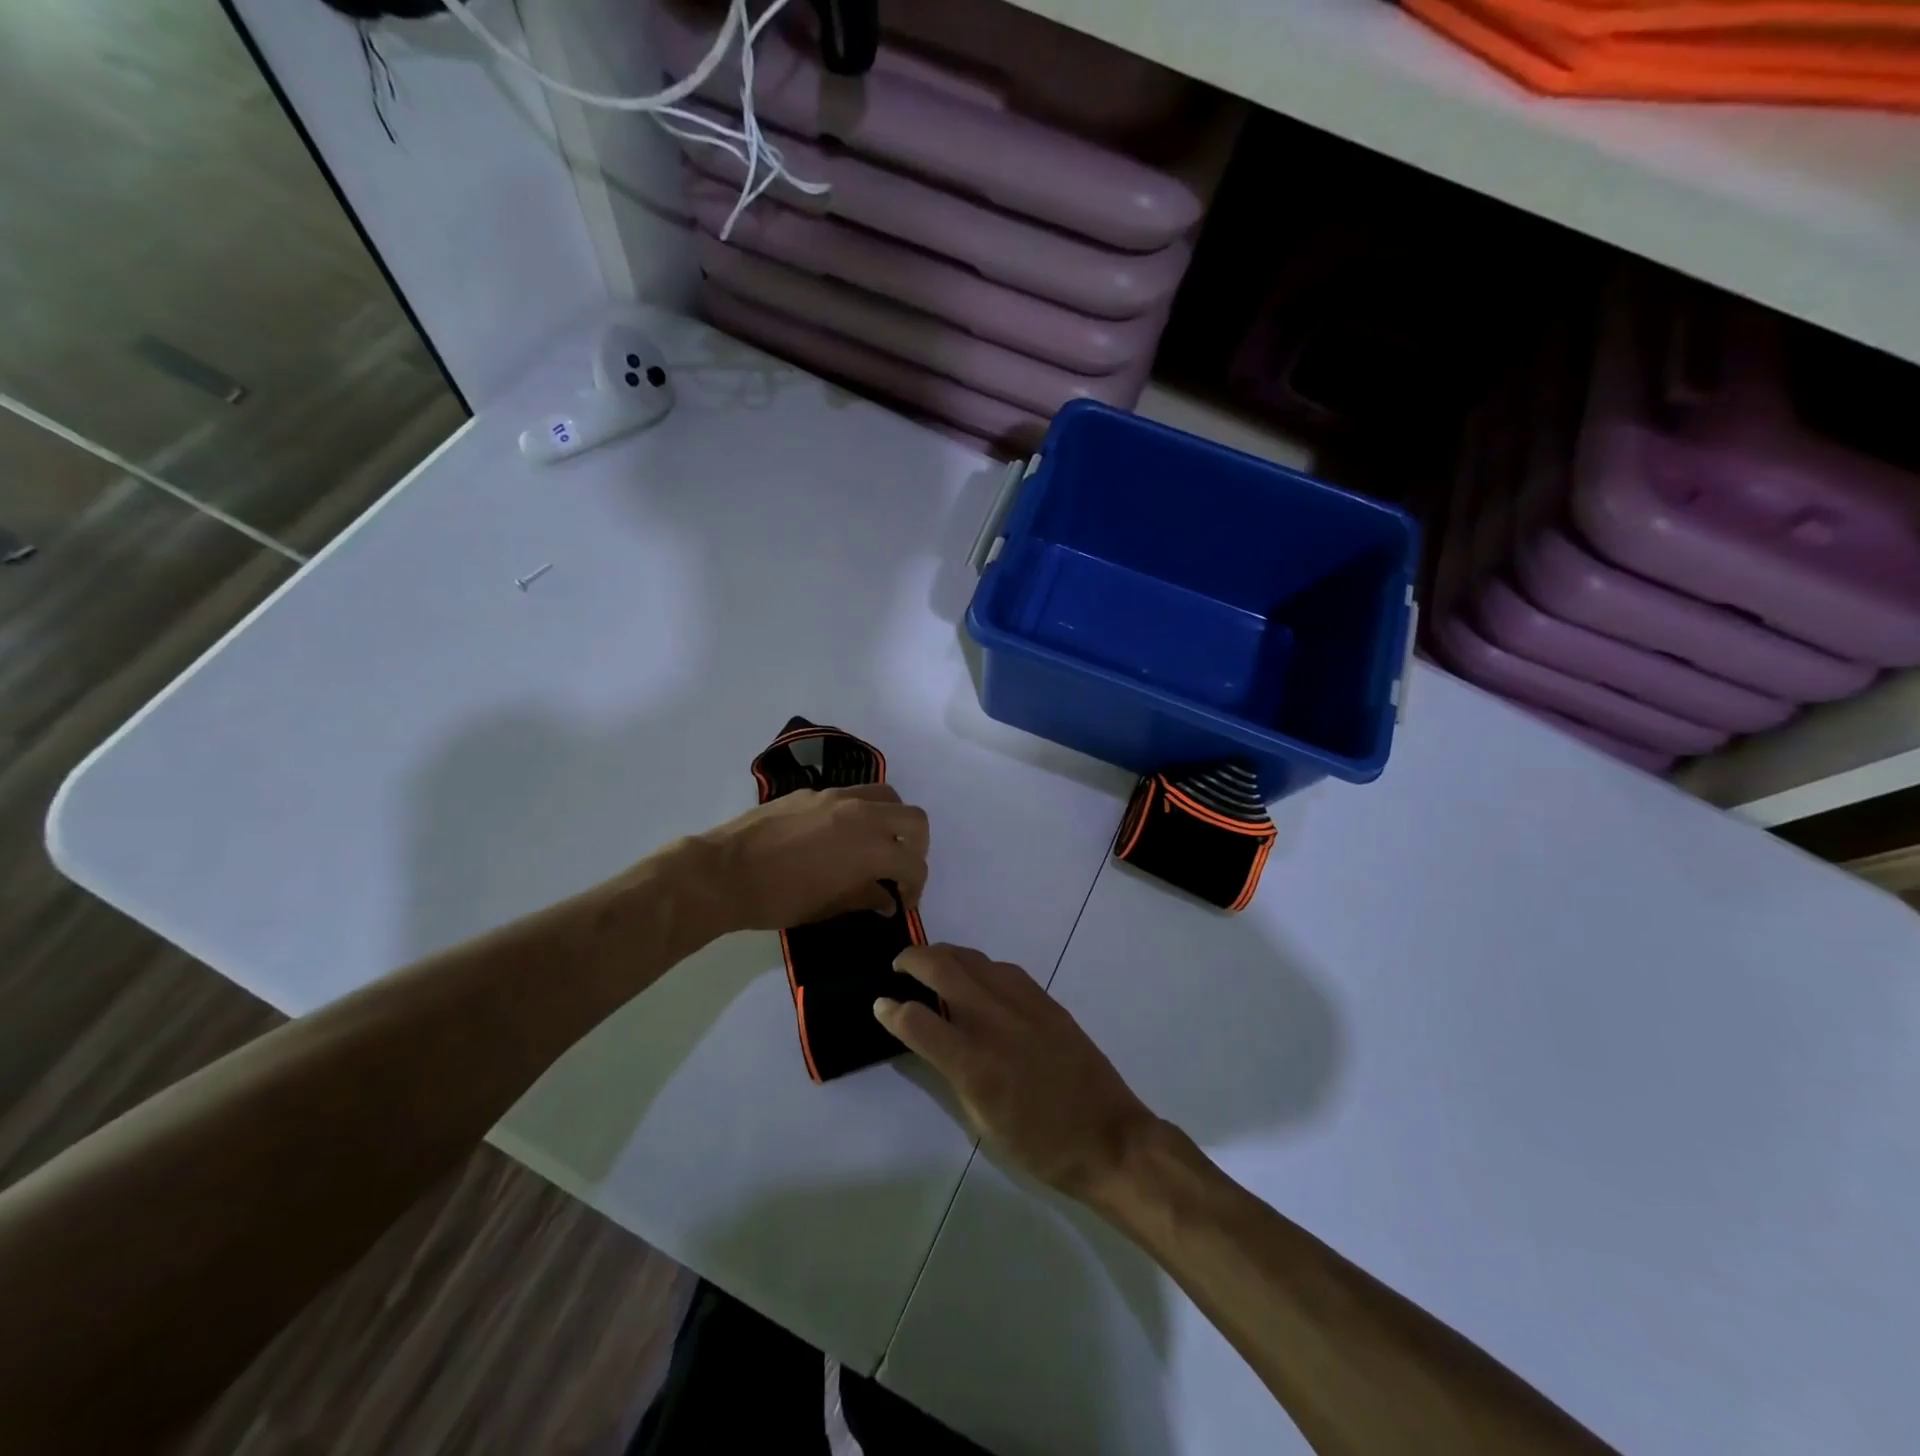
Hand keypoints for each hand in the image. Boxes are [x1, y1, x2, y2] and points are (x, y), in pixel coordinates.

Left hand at [693, 784, 929, 932]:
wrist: (724, 872)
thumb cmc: (779, 898)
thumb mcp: (829, 906)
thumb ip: (866, 897)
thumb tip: (887, 898)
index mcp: (871, 847)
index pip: (913, 863)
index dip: (915, 886)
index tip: (903, 902)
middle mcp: (862, 813)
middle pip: (914, 818)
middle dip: (916, 846)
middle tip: (900, 868)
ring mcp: (836, 796)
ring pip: (885, 797)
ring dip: (891, 821)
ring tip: (876, 845)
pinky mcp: (813, 792)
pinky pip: (851, 796)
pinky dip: (859, 814)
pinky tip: (838, 838)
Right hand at [875, 944, 1157, 1201]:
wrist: (1109, 1137)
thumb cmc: (1040, 1145)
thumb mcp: (982, 1123)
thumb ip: (951, 1075)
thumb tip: (928, 1042)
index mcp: (974, 1063)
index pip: (917, 1021)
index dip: (890, 1010)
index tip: (879, 1004)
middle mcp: (995, 1021)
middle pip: (943, 968)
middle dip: (912, 959)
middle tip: (898, 966)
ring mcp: (1023, 1004)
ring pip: (973, 958)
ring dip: (945, 954)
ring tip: (930, 964)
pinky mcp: (1046, 999)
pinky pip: (1002, 968)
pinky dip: (978, 966)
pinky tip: (974, 978)